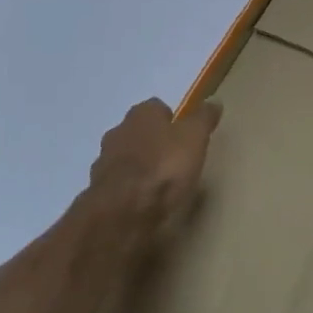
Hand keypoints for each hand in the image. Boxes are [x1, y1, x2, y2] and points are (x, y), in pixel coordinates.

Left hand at [80, 97, 222, 253]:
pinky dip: (128, 189)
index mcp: (141, 114)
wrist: (123, 211)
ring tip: (158, 184)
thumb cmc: (164, 167)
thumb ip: (203, 119)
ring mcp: (103, 161)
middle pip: (138, 131)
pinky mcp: (98, 190)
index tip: (185, 136)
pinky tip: (142, 202)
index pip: (157, 107)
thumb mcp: (194, 138)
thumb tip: (214, 100)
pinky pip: (117, 184)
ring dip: (138, 166)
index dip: (172, 120)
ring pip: (125, 157)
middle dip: (152, 142)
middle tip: (173, 159)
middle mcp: (118, 131)